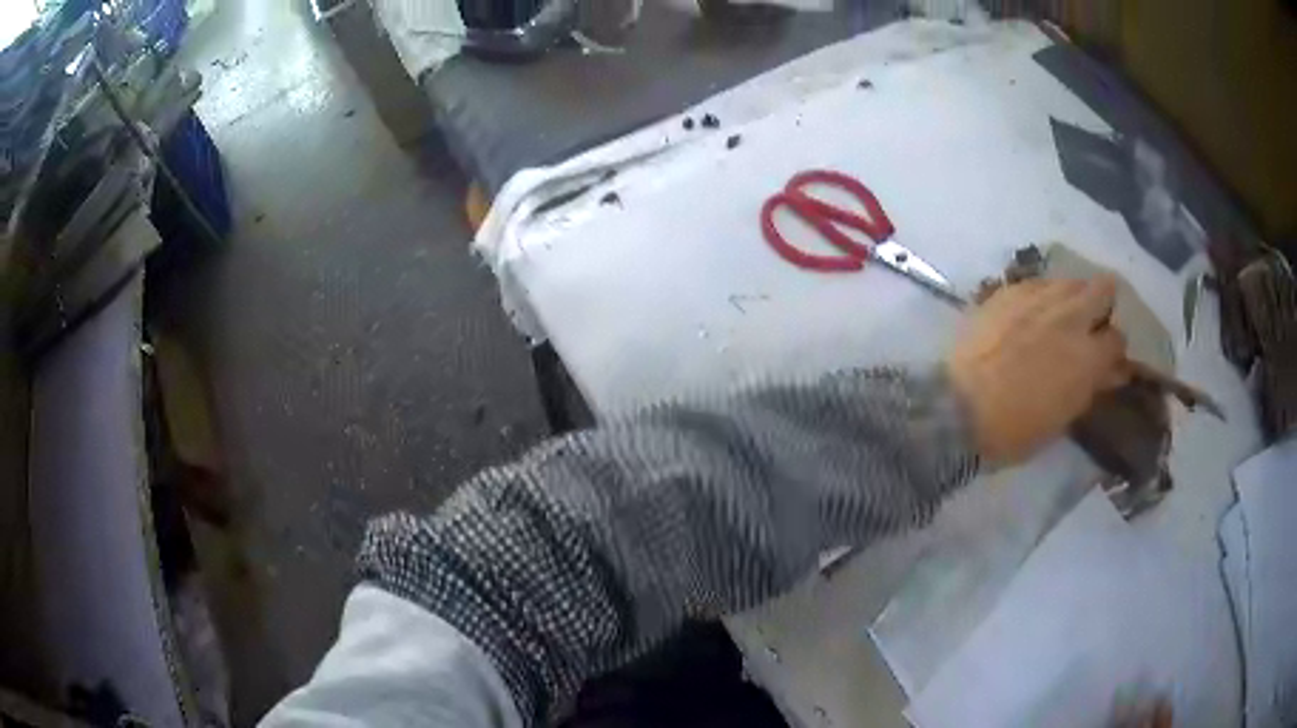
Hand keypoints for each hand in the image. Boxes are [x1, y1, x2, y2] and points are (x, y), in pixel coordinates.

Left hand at [946, 276, 1129, 464]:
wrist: (959, 409)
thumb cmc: (1015, 430)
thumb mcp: (1064, 417)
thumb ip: (1091, 386)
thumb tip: (1111, 371)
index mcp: (1088, 356)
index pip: (1118, 339)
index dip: (1112, 350)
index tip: (1104, 359)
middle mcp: (1070, 317)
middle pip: (1103, 288)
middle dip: (1102, 305)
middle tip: (1089, 324)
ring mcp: (1039, 297)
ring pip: (1070, 281)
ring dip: (1072, 297)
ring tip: (1059, 318)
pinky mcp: (1009, 290)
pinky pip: (1038, 283)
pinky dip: (1042, 296)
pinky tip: (1029, 315)